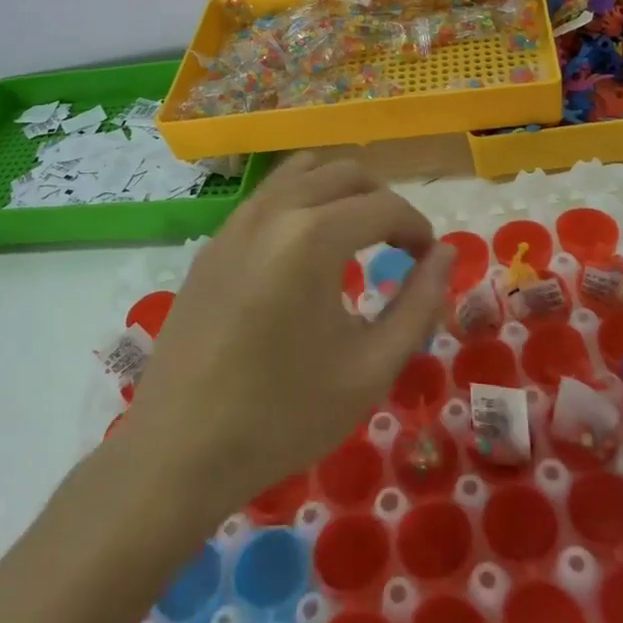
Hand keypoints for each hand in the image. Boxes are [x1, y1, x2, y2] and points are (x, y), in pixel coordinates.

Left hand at [127, 154, 454, 515]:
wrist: (178, 450)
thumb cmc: (283, 415)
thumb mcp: (370, 368)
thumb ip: (418, 304)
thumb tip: (444, 255)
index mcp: (314, 236)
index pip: (385, 206)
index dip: (417, 227)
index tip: (429, 259)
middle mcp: (274, 211)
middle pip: (344, 173)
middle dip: (382, 200)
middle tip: (400, 244)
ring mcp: (236, 222)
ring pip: (300, 173)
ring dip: (339, 191)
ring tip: (356, 235)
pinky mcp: (213, 243)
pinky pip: (267, 198)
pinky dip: (300, 203)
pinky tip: (304, 253)